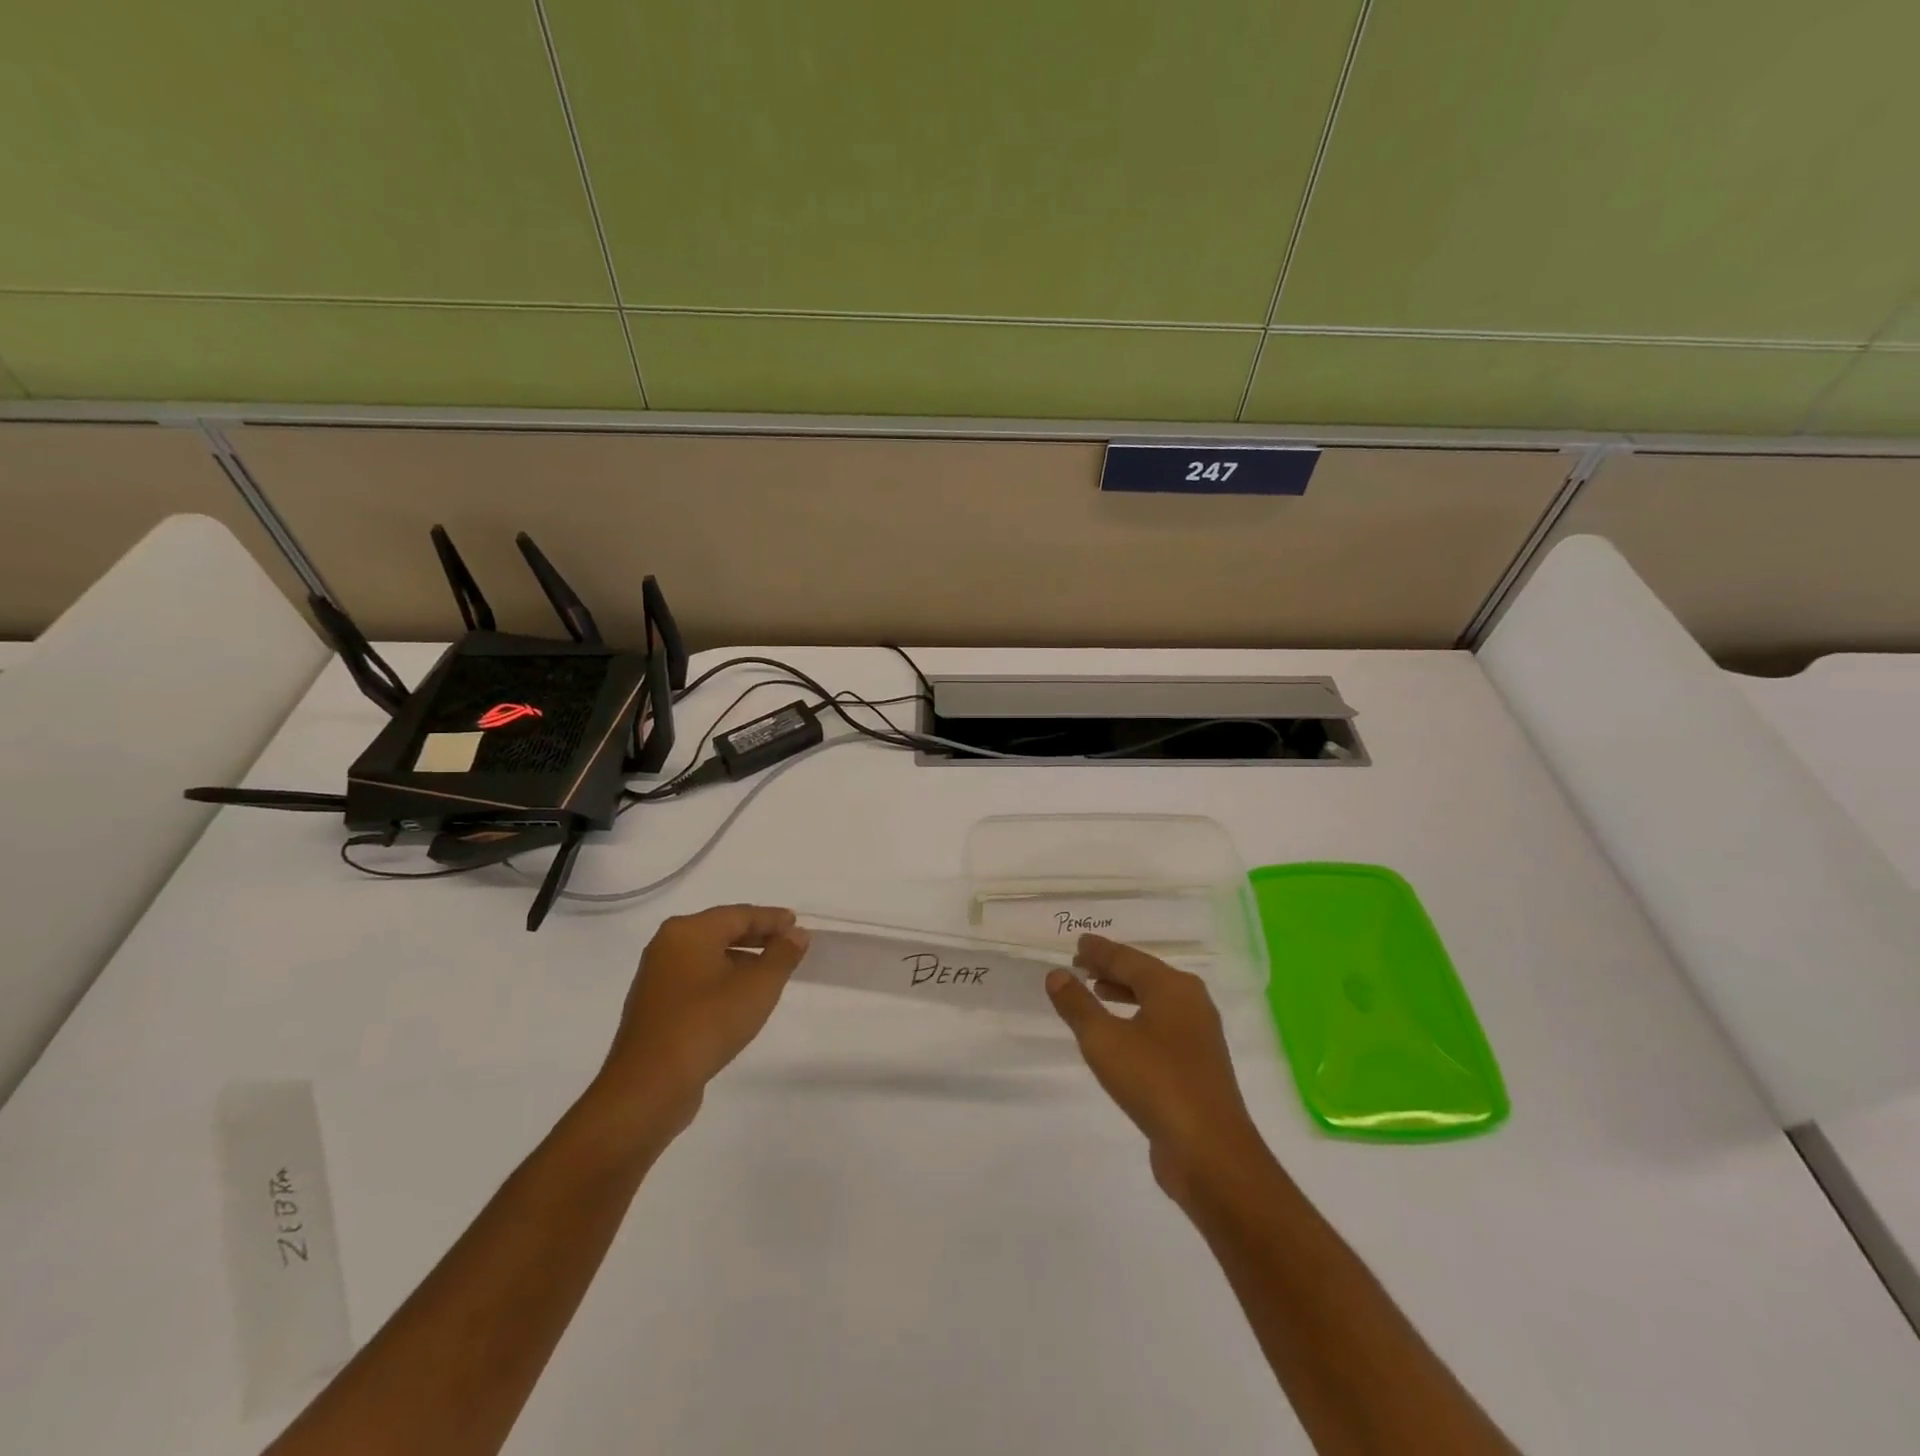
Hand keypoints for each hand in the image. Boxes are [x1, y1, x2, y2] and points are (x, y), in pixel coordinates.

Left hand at [594, 905, 810, 1133]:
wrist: (649, 1086)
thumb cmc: (708, 1023)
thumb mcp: (758, 987)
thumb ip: (782, 955)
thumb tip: (797, 934)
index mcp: (688, 931)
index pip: (739, 914)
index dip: (772, 918)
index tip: (797, 923)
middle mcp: (667, 946)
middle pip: (721, 931)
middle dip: (757, 937)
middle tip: (789, 944)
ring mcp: (657, 977)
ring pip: (709, 957)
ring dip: (741, 960)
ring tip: (771, 972)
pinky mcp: (656, 1007)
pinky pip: (697, 980)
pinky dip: (723, 980)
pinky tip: (741, 998)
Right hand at [1047, 934, 1266, 1203]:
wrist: (1210, 1152)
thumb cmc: (1155, 1082)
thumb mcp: (1104, 1040)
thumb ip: (1078, 1004)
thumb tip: (1056, 974)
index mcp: (1173, 987)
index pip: (1128, 958)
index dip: (1100, 951)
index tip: (1078, 943)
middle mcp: (1191, 1003)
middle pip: (1145, 975)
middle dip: (1112, 969)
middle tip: (1080, 964)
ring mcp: (1199, 1035)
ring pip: (1154, 1001)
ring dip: (1124, 993)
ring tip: (1096, 991)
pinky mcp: (1198, 1066)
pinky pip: (1161, 1026)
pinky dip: (1136, 1018)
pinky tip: (1120, 1034)